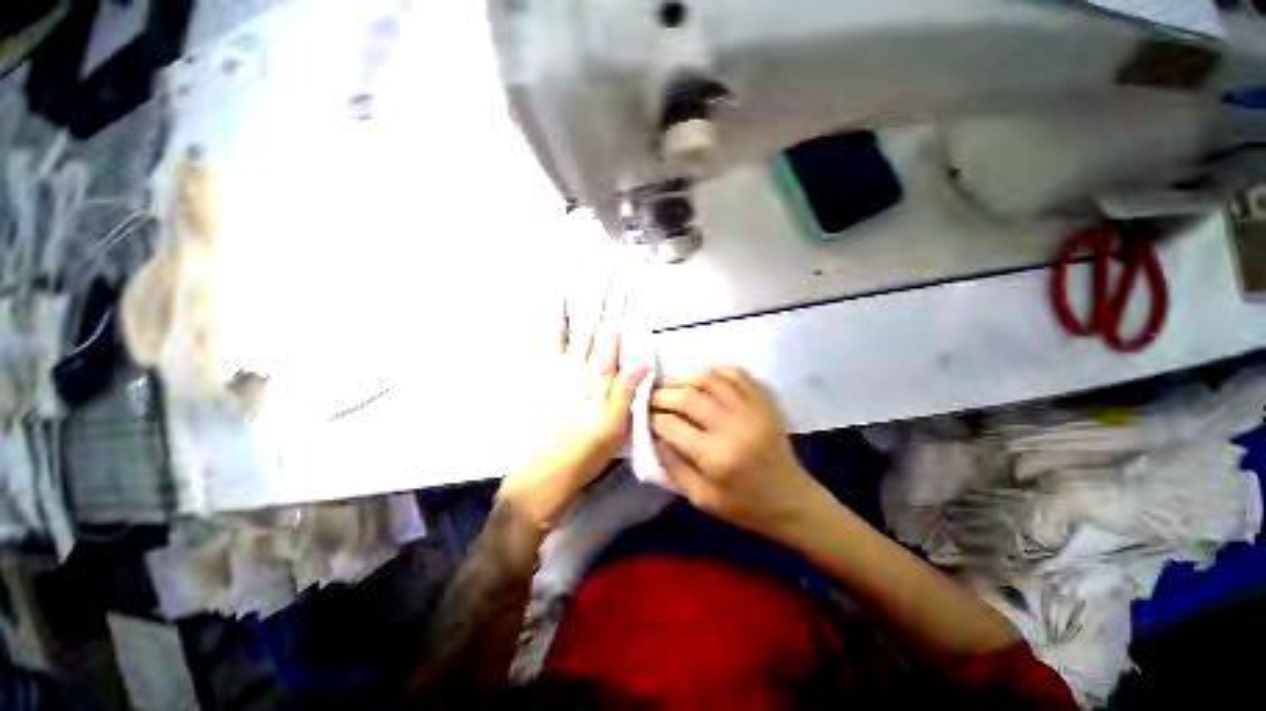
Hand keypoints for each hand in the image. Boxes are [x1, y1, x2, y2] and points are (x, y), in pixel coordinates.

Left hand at [498, 306, 648, 532]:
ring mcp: (553, 375)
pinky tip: (540, 324)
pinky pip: (540, 352)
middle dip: (594, 300)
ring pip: (561, 334)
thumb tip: (641, 362)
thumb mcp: (614, 428)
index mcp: (595, 379)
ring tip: (564, 286)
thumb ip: (625, 391)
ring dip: (565, 310)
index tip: (620, 289)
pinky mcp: (539, 385)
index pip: (609, 338)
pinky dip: (541, 335)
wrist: (542, 476)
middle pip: (587, 329)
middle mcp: (574, 370)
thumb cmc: (584, 454)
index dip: (616, 312)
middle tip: (597, 276)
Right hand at [650, 366, 823, 537]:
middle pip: (687, 396)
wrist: (792, 501)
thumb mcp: (701, 498)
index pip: (671, 424)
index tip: (642, 414)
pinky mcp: (764, 401)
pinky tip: (702, 378)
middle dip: (662, 394)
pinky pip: (736, 374)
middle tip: (651, 396)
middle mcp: (733, 427)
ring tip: (673, 385)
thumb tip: (653, 432)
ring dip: (684, 378)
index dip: (651, 416)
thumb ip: (672, 465)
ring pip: (710, 378)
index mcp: (716, 456)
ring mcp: (752, 409)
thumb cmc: (744, 506)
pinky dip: (715, 371)